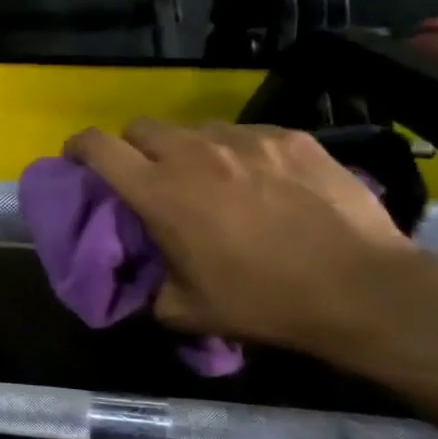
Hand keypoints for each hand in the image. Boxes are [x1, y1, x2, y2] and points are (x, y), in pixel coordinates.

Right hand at [65, 121, 413, 354]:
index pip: (97, 146)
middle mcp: (194, 152)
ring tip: (211, 181)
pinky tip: (263, 183)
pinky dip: (238, 152)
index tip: (77, 161)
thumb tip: (138, 284)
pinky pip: (246, 134)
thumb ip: (148, 290)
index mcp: (159, 191)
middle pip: (140, 127)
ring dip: (187, 150)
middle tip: (147, 178)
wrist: (361, 287)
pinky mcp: (290, 137)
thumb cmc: (263, 301)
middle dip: (132, 147)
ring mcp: (245, 138)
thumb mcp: (188, 311)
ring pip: (195, 129)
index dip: (78, 147)